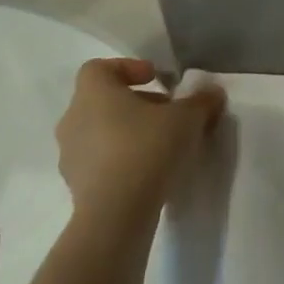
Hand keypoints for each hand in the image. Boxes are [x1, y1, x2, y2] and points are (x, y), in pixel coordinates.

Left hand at [55, 58, 224, 228]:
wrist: (116, 216)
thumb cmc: (147, 148)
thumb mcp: (188, 118)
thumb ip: (201, 101)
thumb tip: (213, 93)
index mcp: (93, 92)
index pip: (100, 68)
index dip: (128, 68)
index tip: (155, 79)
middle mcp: (74, 119)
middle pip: (102, 101)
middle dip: (135, 103)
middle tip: (166, 113)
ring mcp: (70, 156)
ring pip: (100, 132)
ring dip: (127, 133)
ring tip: (160, 145)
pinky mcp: (75, 187)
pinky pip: (99, 162)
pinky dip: (120, 160)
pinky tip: (147, 172)